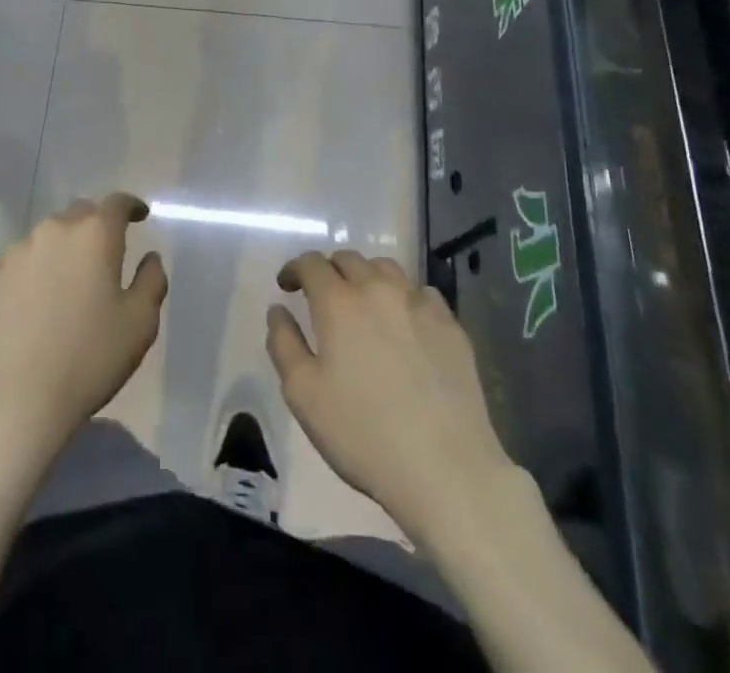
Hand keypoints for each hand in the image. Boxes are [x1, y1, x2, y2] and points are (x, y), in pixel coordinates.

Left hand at [0, 194, 167, 463]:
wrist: (13, 400)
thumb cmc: (88, 359)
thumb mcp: (140, 324)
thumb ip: (151, 281)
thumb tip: (150, 258)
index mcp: (95, 234)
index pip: (117, 203)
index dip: (131, 205)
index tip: (140, 215)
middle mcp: (55, 230)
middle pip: (81, 213)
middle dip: (96, 225)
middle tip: (106, 252)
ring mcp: (18, 251)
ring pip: (48, 235)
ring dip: (64, 247)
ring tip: (69, 279)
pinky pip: (22, 260)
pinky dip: (36, 269)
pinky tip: (37, 299)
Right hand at [266, 251, 514, 548]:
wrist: (446, 470)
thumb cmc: (363, 434)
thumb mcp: (303, 395)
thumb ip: (283, 343)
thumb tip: (278, 310)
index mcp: (338, 301)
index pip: (311, 263)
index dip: (294, 269)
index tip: (287, 286)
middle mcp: (378, 289)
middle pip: (348, 259)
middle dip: (329, 271)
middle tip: (323, 297)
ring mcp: (418, 303)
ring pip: (386, 268)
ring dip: (366, 277)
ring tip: (364, 304)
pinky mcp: (450, 325)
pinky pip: (421, 293)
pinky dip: (404, 298)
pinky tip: (404, 324)